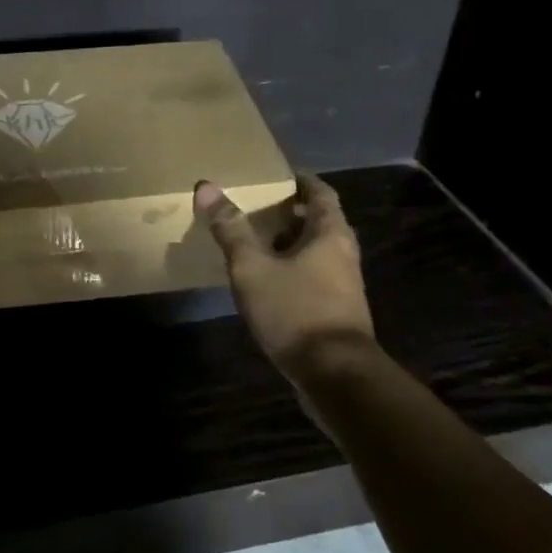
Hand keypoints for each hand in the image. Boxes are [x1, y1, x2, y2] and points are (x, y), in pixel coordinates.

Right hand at [194, 172, 376, 384]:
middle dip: (291, 213)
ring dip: (291, 244)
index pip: (321, 194)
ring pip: (317, 252)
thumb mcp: (253, 268)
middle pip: (320, 223)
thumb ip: (231, 229)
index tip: (278, 176)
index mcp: (330, 234)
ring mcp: (344, 286)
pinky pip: (314, 278)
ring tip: (256, 242)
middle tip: (258, 207)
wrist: (335, 376)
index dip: (301, 182)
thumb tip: (206, 186)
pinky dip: (293, 270)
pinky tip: (267, 282)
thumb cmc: (295, 311)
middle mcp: (344, 255)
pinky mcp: (337, 313)